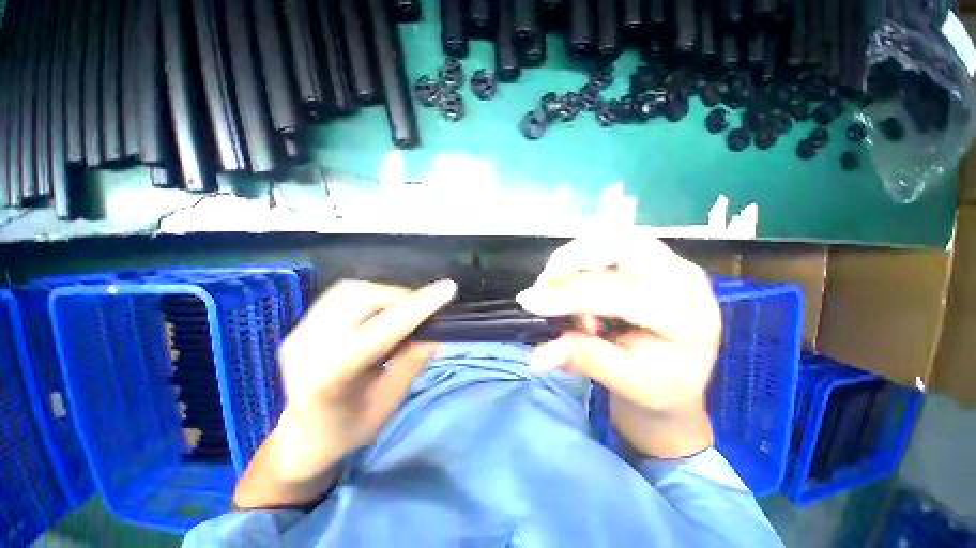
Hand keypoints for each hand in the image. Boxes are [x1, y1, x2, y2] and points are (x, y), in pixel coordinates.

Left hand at [234, 279, 455, 508]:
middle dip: (401, 297)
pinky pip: (342, 295)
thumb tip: (437, 337)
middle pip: (361, 299)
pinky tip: (382, 311)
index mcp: (328, 378)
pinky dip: (371, 296)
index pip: (379, 332)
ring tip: (405, 310)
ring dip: (386, 294)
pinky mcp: (301, 325)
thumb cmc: (348, 428)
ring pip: (351, 290)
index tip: (447, 290)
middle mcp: (306, 347)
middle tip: (424, 309)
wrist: (301, 437)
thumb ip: (411, 365)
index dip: (416, 308)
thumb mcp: (387, 403)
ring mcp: (299, 332)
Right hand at [517, 232, 720, 458]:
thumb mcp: (627, 381)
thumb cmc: (662, 383)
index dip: (566, 295)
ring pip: (610, 237)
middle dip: (570, 262)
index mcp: (683, 314)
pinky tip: (574, 279)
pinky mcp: (654, 254)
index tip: (528, 302)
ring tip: (559, 289)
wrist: (685, 370)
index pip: (615, 292)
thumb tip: (538, 357)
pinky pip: (610, 241)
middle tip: (544, 288)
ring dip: (573, 258)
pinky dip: (582, 256)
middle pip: (617, 246)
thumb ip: (584, 360)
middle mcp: (682, 276)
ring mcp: (669, 259)